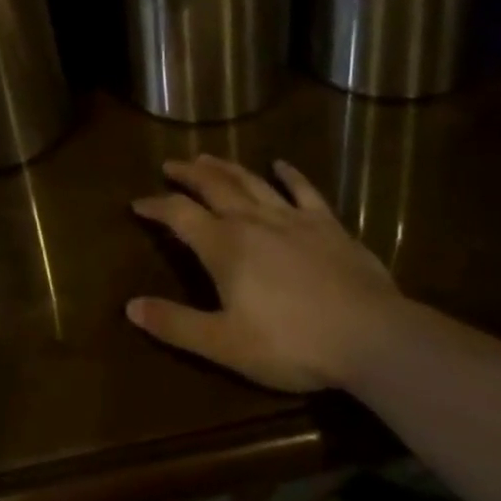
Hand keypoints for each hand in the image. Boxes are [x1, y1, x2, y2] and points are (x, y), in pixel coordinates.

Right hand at [128, 156, 399, 393]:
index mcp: (223, 246)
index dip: (156, 206)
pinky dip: (288, 174)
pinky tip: (280, 164)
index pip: (179, 215)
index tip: (138, 203)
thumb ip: (177, 325)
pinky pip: (303, 190)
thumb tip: (131, 306)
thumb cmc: (291, 344)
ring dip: (226, 167)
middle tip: (171, 164)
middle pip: (212, 186)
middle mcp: (251, 220)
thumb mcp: (225, 344)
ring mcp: (291, 217)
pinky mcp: (326, 223)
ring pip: (250, 182)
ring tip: (208, 157)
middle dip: (188, 174)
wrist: (369, 335)